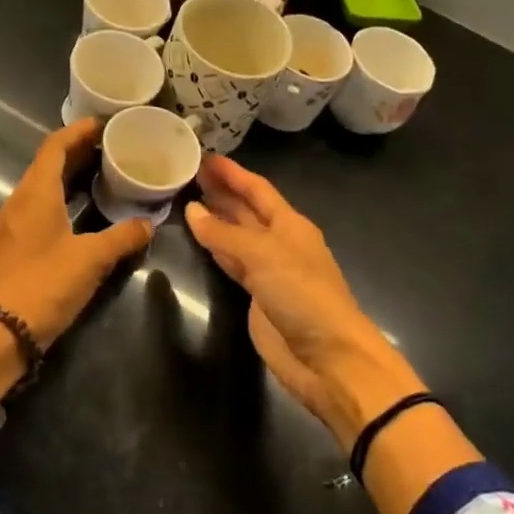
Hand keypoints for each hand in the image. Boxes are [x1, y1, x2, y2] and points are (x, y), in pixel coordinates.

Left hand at [0, 118, 152, 345]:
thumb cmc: (45, 285)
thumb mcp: (91, 259)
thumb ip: (122, 237)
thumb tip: (148, 224)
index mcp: (36, 193)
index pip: (55, 146)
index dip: (78, 130)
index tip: (104, 123)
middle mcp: (21, 199)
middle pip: (49, 162)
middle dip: (79, 150)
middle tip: (113, 144)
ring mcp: (15, 222)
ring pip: (44, 184)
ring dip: (71, 173)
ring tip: (104, 170)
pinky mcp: (16, 243)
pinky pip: (41, 204)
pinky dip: (63, 195)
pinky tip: (84, 207)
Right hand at [185, 156, 423, 447]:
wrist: (327, 358)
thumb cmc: (302, 294)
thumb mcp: (263, 255)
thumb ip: (225, 233)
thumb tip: (192, 210)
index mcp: (290, 224)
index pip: (257, 189)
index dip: (232, 173)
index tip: (205, 155)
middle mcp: (280, 241)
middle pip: (247, 210)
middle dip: (221, 191)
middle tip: (187, 173)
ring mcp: (269, 270)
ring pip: (237, 235)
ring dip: (216, 218)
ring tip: (186, 198)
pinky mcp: (258, 296)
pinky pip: (232, 262)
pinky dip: (215, 248)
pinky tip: (198, 238)